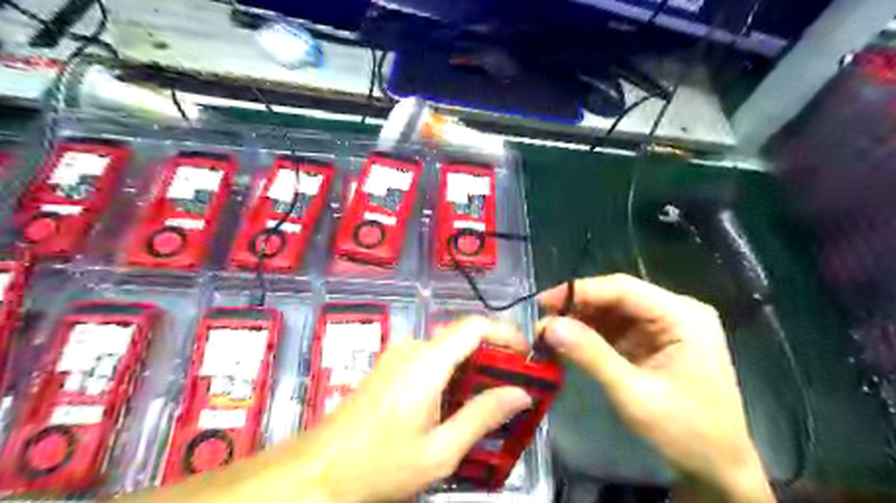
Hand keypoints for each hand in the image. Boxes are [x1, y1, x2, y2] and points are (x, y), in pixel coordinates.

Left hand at [295, 317, 530, 502]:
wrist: (320, 470)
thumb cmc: (380, 463)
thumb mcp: (440, 451)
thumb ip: (482, 417)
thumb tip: (521, 393)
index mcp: (427, 362)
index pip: (475, 326)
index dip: (506, 333)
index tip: (527, 355)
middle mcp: (412, 348)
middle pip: (462, 336)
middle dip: (493, 356)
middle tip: (515, 386)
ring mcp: (397, 355)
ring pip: (447, 348)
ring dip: (472, 367)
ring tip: (490, 399)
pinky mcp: (389, 366)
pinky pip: (430, 358)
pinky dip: (452, 373)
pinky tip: (456, 403)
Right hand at [539, 274, 778, 502]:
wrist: (719, 468)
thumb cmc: (685, 432)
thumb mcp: (633, 394)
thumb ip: (591, 355)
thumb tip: (547, 326)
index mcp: (682, 316)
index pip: (623, 288)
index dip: (579, 291)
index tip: (542, 302)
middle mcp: (677, 312)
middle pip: (618, 296)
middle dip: (578, 307)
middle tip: (542, 321)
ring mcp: (668, 326)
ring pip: (614, 311)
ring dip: (582, 321)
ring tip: (551, 333)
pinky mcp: (657, 341)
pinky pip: (619, 328)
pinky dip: (593, 334)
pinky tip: (571, 342)